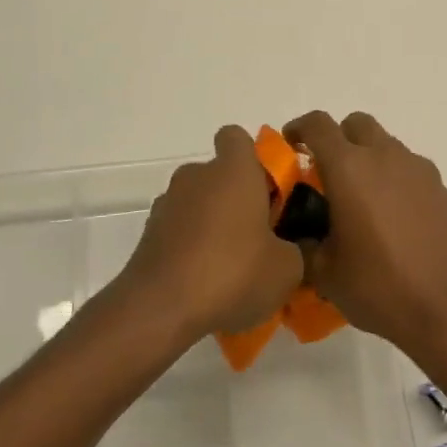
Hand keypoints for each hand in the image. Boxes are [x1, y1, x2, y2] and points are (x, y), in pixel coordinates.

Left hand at [118, 126, 304, 342]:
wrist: (161, 308)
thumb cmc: (232, 273)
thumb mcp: (287, 268)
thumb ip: (296, 248)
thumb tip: (291, 247)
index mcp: (233, 170)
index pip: (237, 137)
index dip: (252, 156)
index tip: (267, 187)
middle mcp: (196, 176)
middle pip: (219, 174)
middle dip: (237, 197)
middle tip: (258, 235)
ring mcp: (168, 203)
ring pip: (198, 202)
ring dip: (213, 223)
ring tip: (231, 266)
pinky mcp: (150, 234)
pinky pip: (179, 230)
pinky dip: (191, 246)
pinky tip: (204, 281)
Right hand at [284, 111, 446, 357]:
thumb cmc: (380, 286)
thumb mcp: (325, 273)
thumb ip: (305, 244)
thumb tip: (300, 236)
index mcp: (348, 168)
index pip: (318, 124)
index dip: (299, 128)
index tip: (290, 145)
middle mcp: (383, 156)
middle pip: (356, 124)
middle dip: (338, 138)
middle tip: (328, 173)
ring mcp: (417, 169)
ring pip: (385, 144)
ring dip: (368, 159)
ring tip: (362, 200)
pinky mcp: (440, 187)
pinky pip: (409, 168)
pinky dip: (394, 179)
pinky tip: (393, 217)